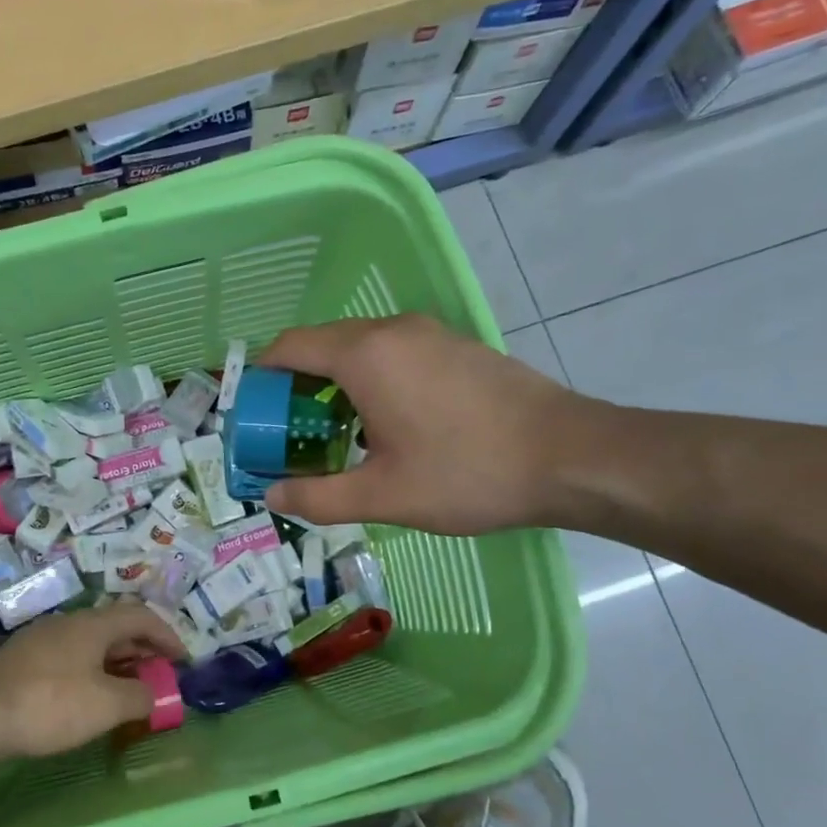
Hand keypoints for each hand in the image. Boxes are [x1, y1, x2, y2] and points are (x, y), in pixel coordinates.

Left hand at [0, 602, 185, 758]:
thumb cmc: (49, 704)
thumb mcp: (106, 705)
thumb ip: (139, 697)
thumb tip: (153, 694)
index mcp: (92, 624)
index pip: (140, 616)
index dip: (167, 635)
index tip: (184, 661)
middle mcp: (67, 624)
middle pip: (114, 628)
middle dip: (142, 650)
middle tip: (160, 676)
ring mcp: (41, 641)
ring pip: (90, 645)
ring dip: (116, 663)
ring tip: (129, 690)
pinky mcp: (22, 662)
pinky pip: (70, 659)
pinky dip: (92, 673)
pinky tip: (88, 699)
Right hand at [257, 314, 597, 535]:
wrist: (572, 457)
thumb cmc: (467, 473)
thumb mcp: (382, 495)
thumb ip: (316, 496)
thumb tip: (271, 495)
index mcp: (364, 355)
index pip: (289, 347)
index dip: (260, 378)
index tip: (253, 416)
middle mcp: (393, 330)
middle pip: (322, 346)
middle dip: (295, 387)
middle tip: (289, 437)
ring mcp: (430, 334)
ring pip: (360, 350)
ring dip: (334, 386)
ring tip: (335, 438)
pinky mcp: (457, 348)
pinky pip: (394, 355)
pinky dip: (371, 382)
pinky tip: (386, 427)